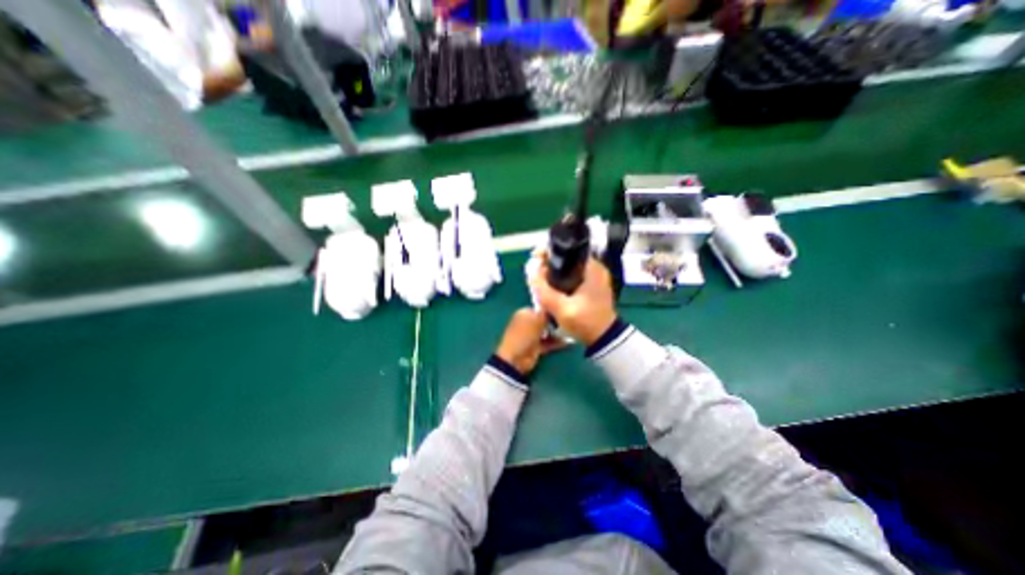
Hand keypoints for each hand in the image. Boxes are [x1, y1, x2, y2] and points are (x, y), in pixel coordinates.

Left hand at [495, 309, 564, 374]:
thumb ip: (546, 312)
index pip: (540, 307)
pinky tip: (568, 341)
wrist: (516, 359)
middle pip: (545, 319)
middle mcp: (527, 322)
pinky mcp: (536, 347)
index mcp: (524, 313)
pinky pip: (548, 342)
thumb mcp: (536, 319)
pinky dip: (556, 342)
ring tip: (570, 331)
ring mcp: (531, 335)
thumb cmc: (524, 335)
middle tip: (568, 321)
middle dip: (556, 321)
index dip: (551, 308)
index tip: (563, 309)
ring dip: (557, 332)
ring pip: (547, 331)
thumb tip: (555, 305)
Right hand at [532, 257, 610, 344]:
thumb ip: (544, 290)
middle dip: (548, 263)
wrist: (604, 339)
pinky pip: (570, 276)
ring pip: (567, 267)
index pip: (569, 249)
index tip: (535, 258)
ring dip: (552, 272)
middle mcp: (594, 268)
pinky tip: (548, 287)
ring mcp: (593, 277)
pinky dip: (559, 279)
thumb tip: (530, 272)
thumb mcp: (561, 308)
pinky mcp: (590, 286)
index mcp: (592, 268)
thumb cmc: (586, 322)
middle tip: (534, 271)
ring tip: (538, 279)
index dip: (549, 251)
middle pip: (566, 257)